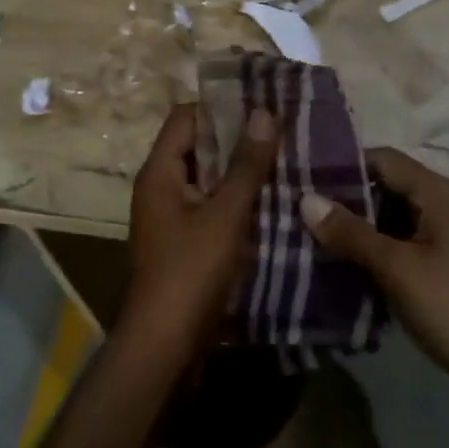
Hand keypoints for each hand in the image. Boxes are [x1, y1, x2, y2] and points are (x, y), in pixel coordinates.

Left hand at [123, 104, 276, 355]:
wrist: (165, 345)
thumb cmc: (190, 272)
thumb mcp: (224, 215)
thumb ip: (246, 166)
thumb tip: (264, 112)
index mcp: (159, 173)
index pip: (186, 118)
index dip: (222, 106)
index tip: (264, 102)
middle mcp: (162, 188)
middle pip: (199, 147)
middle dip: (239, 138)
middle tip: (285, 129)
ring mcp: (174, 217)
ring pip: (210, 179)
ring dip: (243, 171)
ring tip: (289, 159)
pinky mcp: (188, 243)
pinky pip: (214, 208)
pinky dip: (239, 201)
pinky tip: (276, 200)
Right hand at [299, 149, 448, 391]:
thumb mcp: (398, 269)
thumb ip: (352, 233)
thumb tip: (306, 199)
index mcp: (439, 194)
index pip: (382, 159)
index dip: (342, 165)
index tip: (301, 179)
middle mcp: (446, 207)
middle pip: (387, 188)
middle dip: (344, 200)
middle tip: (298, 213)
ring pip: (393, 220)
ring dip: (358, 230)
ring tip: (310, 239)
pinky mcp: (448, 268)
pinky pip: (404, 247)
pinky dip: (376, 253)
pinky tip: (344, 269)